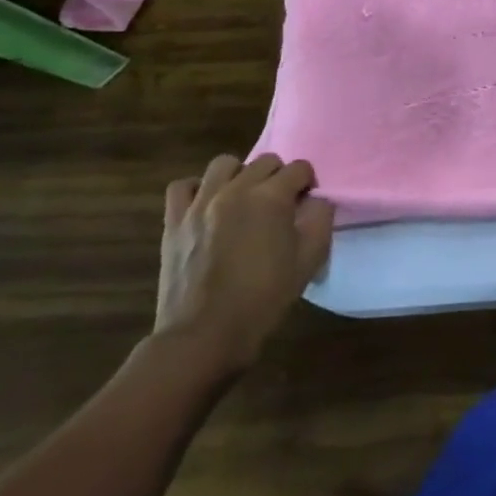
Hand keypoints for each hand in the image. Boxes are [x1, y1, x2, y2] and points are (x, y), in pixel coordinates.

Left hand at [154, 154, 335, 375]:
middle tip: (279, 206)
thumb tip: (316, 200)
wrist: (205, 335)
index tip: (307, 206)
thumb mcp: (310, 258)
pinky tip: (207, 207)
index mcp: (272, 196)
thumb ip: (320, 218)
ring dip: (240, 176)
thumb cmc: (264, 297)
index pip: (300, 168)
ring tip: (243, 201)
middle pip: (266, 161)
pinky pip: (184, 185)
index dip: (308, 184)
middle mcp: (236, 189)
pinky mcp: (174, 220)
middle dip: (278, 178)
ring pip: (224, 164)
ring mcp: (200, 202)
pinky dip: (198, 189)